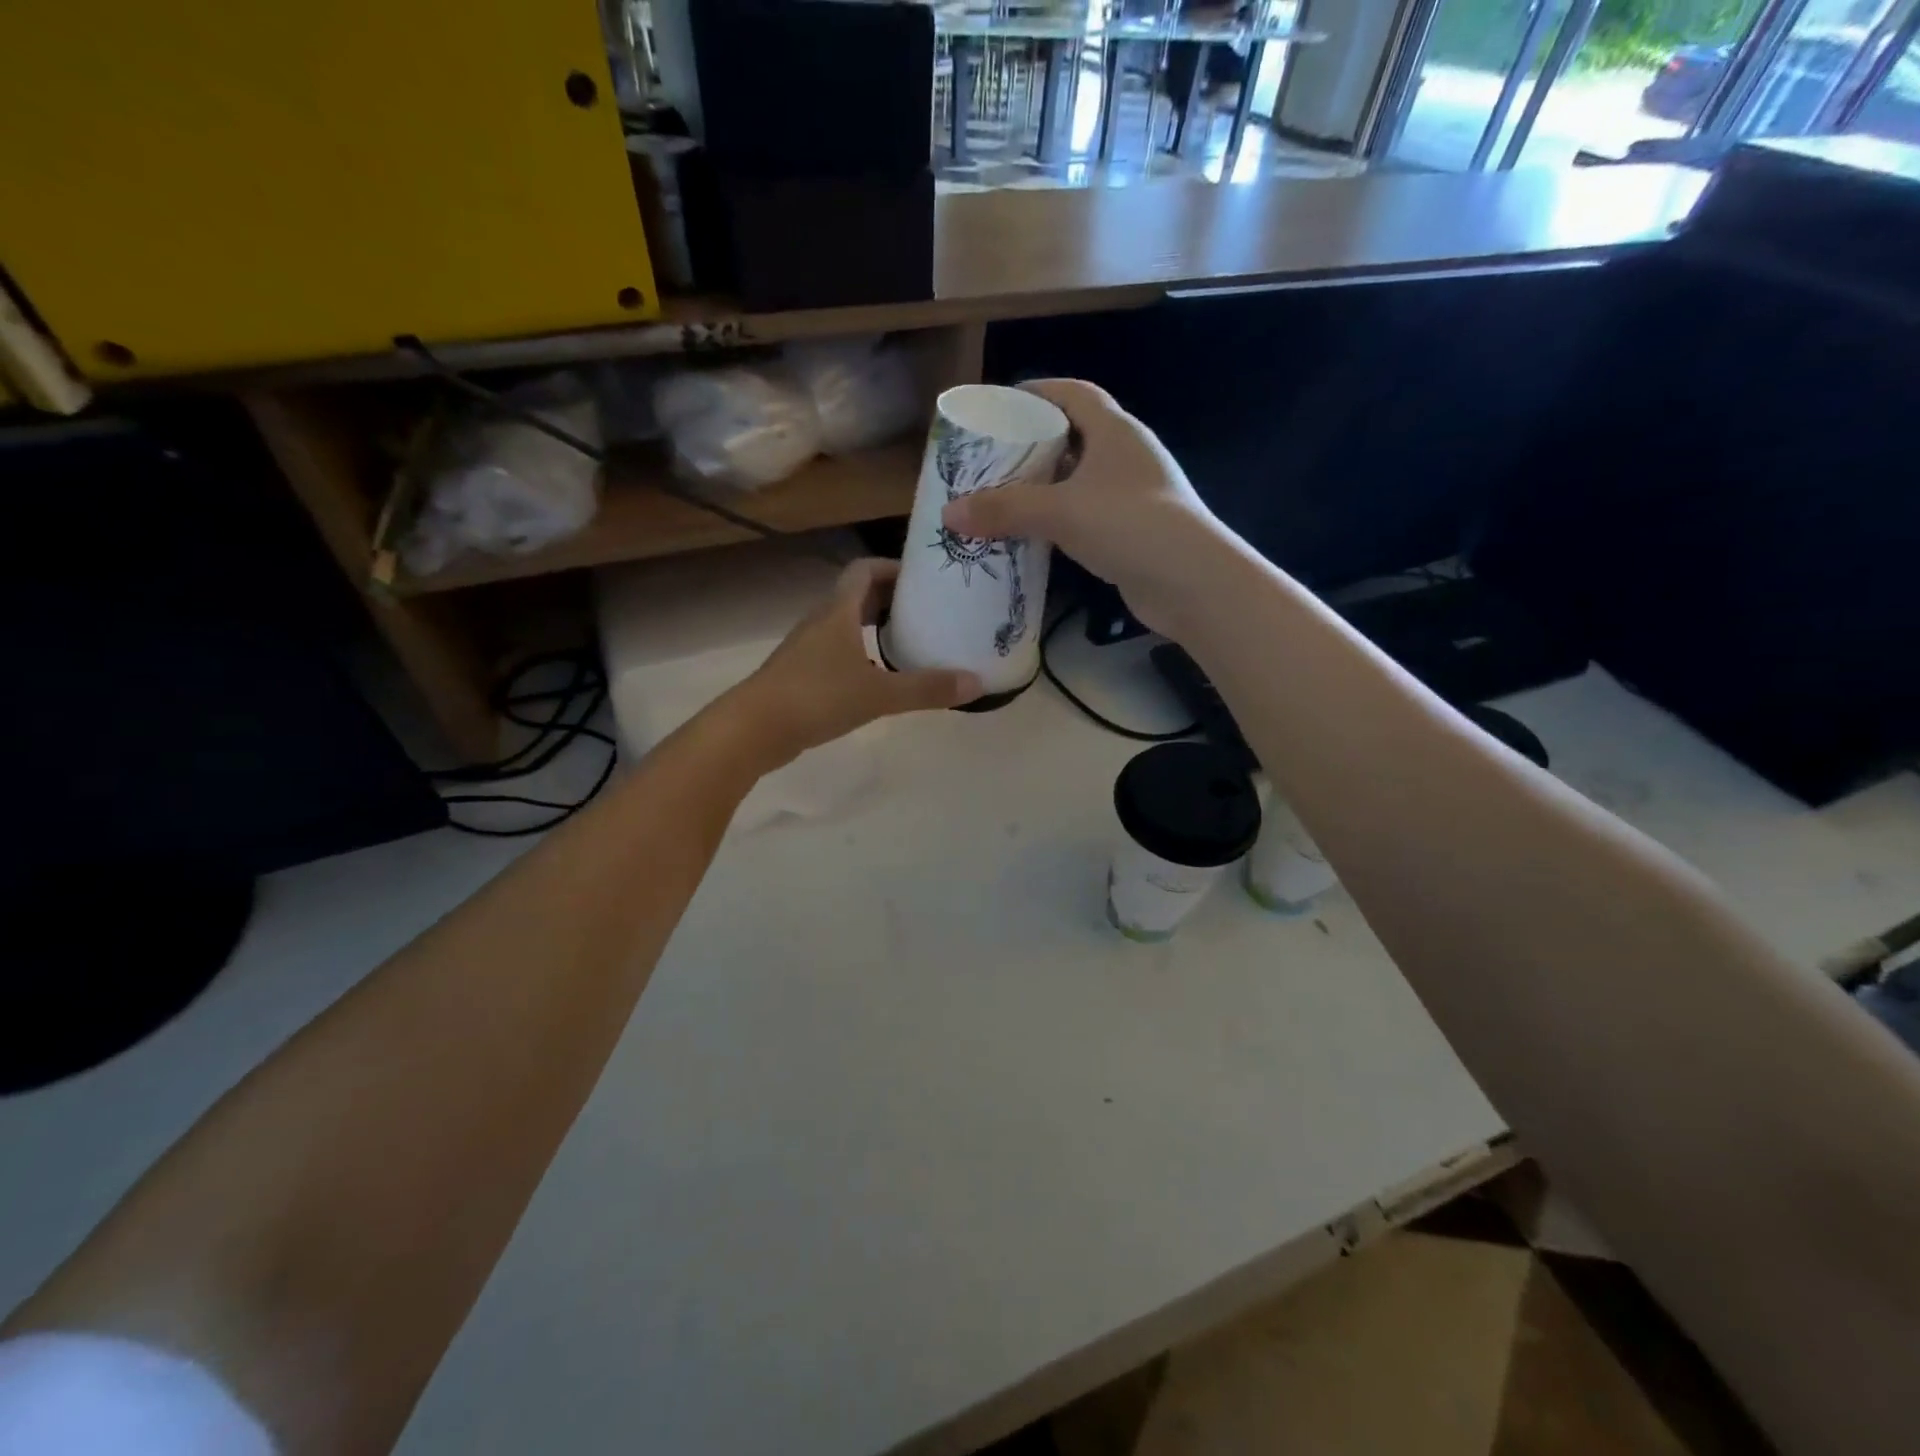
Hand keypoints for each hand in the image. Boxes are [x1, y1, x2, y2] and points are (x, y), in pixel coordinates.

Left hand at [726, 558, 981, 768]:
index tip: (925, 580)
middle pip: (858, 596)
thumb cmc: (816, 697)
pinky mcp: (802, 674)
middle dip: (892, 598)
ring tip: (912, 642)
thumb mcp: (879, 694)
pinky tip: (881, 677)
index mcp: (838, 611)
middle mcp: (822, 621)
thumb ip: (926, 689)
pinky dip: (862, 654)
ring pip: (847, 625)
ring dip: (876, 627)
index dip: (894, 567)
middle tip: (929, 611)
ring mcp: (808, 649)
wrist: (753, 729)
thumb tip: (976, 683)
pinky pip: (838, 652)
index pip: (865, 570)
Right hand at [939, 378, 1232, 635]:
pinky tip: (1037, 536)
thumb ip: (1004, 510)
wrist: (1191, 581)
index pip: (1073, 393)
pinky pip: (1089, 515)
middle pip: (1075, 436)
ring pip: (1082, 480)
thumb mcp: (1059, 511)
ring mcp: (1135, 495)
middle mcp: (1128, 455)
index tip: (1002, 404)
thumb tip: (949, 513)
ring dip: (1048, 486)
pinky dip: (1062, 519)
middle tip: (995, 458)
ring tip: (1007, 497)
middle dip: (1036, 444)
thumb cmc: (1127, 525)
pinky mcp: (1135, 531)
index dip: (1038, 391)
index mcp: (1115, 431)